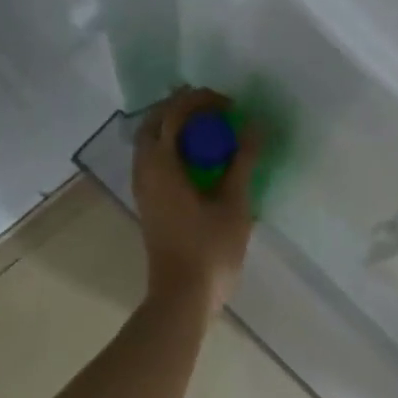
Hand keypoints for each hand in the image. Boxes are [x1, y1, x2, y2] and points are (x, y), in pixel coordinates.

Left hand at [133, 87, 259, 313]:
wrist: (182, 296)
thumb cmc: (210, 250)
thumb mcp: (234, 204)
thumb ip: (243, 162)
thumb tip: (254, 127)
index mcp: (161, 167)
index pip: (173, 115)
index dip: (200, 101)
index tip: (229, 104)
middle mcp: (144, 171)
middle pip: (154, 123)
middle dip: (182, 108)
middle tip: (215, 109)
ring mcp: (143, 188)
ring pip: (151, 142)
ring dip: (176, 127)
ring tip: (209, 129)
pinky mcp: (149, 202)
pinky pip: (155, 160)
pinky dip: (174, 147)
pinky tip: (200, 158)